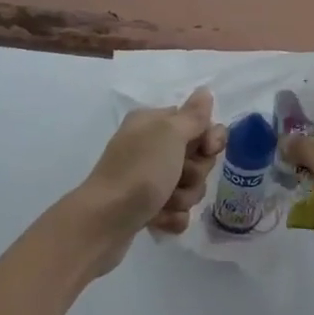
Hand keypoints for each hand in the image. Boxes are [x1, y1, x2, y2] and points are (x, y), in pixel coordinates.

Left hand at [77, 89, 226, 269]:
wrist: (103, 223)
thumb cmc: (139, 172)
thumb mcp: (169, 134)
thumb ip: (193, 115)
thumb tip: (204, 91)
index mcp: (152, 123)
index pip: (196, 122)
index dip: (210, 137)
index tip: (209, 149)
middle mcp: (149, 146)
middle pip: (197, 157)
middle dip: (195, 172)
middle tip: (179, 177)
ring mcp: (147, 178)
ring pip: (189, 185)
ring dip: (183, 196)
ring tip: (164, 202)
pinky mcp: (147, 207)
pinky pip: (177, 210)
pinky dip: (172, 216)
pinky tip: (159, 218)